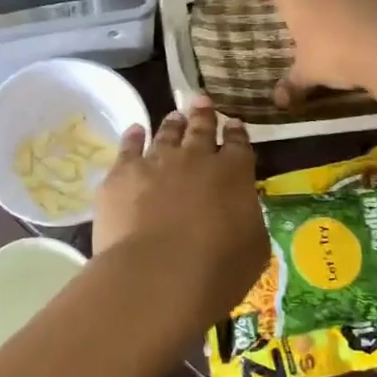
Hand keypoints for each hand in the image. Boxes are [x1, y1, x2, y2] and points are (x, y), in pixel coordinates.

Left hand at [94, 96, 268, 317]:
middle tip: (202, 101)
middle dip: (203, 114)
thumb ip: (248, 220)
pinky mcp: (123, 173)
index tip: (234, 123)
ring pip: (166, 133)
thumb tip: (241, 211)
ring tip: (174, 116)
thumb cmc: (217, 270)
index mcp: (233, 174)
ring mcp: (157, 161)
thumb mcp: (253, 248)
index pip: (238, 145)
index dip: (236, 132)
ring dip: (172, 123)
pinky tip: (134, 130)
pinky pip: (128, 146)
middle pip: (201, 129)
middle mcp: (196, 158)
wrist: (158, 274)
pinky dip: (133, 136)